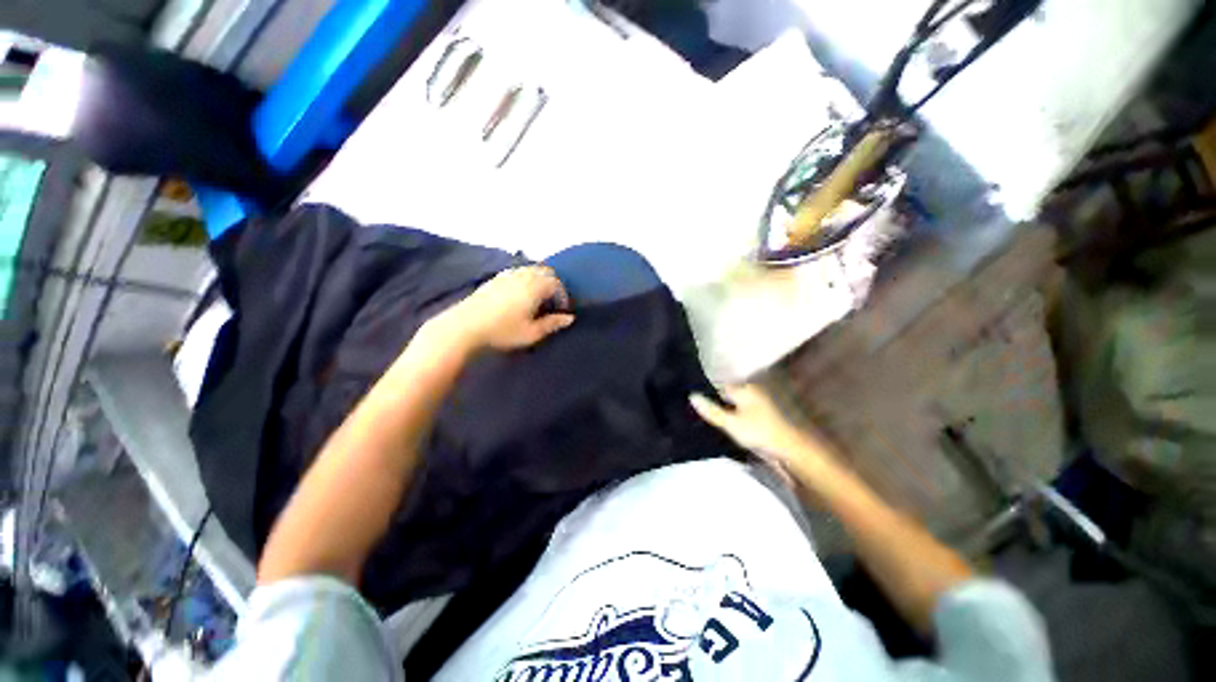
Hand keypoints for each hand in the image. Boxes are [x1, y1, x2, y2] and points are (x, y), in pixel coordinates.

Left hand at [437, 266, 574, 352]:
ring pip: (530, 270)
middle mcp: (523, 275)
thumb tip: (570, 318)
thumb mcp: (532, 333)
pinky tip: (518, 295)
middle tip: (551, 302)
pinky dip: (524, 279)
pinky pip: (516, 272)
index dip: (563, 296)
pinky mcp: (494, 279)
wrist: (464, 327)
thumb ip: (552, 324)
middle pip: (545, 272)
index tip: (561, 310)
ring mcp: (507, 275)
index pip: (556, 284)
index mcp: (535, 287)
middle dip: (552, 284)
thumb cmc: (503, 331)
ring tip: (536, 298)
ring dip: (538, 280)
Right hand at [690, 385, 835, 485]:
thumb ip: (711, 410)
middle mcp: (752, 391)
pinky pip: (743, 411)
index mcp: (744, 388)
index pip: (719, 385)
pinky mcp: (764, 415)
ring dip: (725, 409)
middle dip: (716, 401)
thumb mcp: (730, 423)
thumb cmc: (759, 432)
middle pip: (727, 394)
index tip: (694, 401)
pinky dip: (734, 416)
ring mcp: (759, 403)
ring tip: (710, 419)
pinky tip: (728, 425)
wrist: (791, 449)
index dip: (707, 392)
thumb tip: (691, 396)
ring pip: (735, 403)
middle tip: (699, 411)